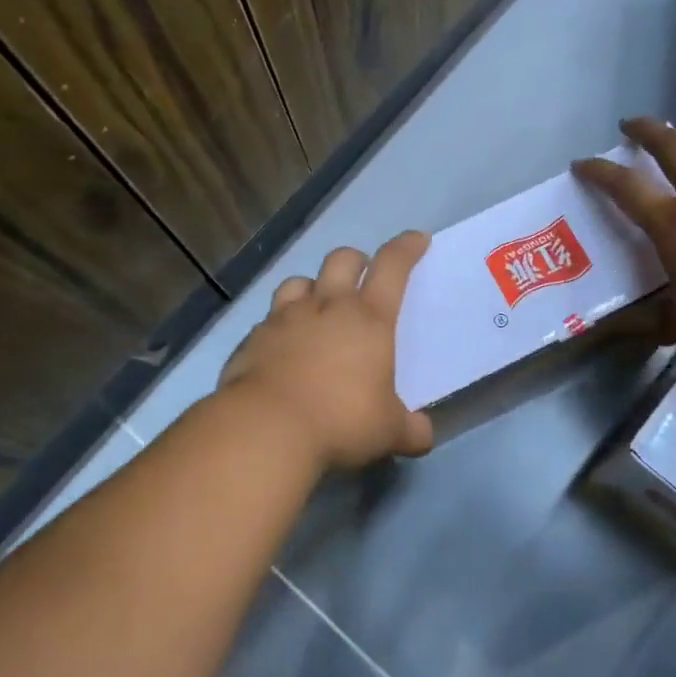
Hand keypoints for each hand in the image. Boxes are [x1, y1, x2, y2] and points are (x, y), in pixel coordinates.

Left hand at [218, 230, 434, 468]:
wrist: (265, 429)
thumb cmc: (341, 421)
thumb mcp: (387, 432)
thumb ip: (410, 430)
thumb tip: (423, 437)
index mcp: (368, 318)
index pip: (392, 266)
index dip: (406, 248)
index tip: (417, 239)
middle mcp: (327, 307)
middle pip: (341, 259)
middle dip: (356, 260)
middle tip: (362, 276)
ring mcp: (284, 318)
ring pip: (299, 282)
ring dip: (312, 288)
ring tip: (316, 307)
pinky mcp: (252, 338)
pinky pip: (269, 319)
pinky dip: (280, 326)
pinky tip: (282, 348)